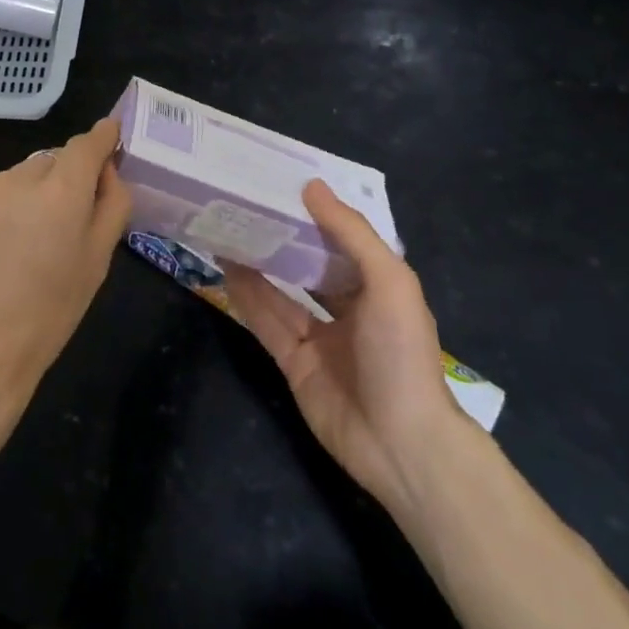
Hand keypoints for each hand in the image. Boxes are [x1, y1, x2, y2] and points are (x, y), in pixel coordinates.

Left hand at [0, 118, 131, 451]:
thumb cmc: (45, 319)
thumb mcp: (96, 266)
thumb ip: (111, 206)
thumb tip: (107, 170)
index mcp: (60, 193)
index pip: (86, 143)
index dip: (101, 138)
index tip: (109, 138)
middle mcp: (15, 179)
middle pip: (47, 163)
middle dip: (58, 183)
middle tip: (56, 225)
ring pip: (10, 181)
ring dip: (19, 199)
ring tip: (13, 247)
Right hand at [224, 179, 466, 511]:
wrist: (400, 443)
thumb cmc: (401, 353)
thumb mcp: (388, 282)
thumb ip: (351, 233)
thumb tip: (312, 186)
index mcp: (379, 288)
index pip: (343, 242)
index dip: (316, 215)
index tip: (284, 185)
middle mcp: (349, 309)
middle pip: (309, 267)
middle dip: (282, 240)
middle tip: (246, 206)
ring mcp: (320, 338)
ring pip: (282, 293)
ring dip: (258, 265)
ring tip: (227, 231)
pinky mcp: (294, 363)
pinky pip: (267, 323)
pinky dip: (248, 298)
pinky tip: (227, 270)